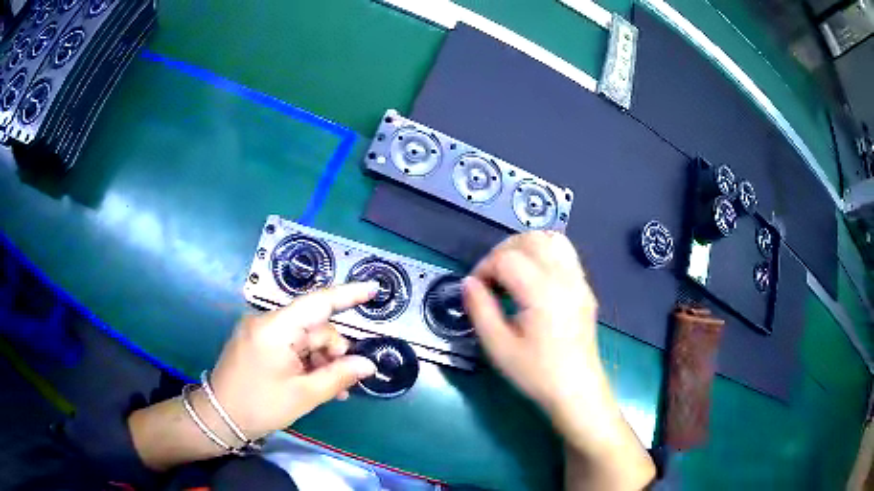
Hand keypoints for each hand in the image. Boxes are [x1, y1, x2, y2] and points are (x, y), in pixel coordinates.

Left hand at [130, 282, 378, 470]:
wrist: (220, 417)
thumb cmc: (260, 406)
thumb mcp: (304, 395)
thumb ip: (339, 375)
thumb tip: (368, 364)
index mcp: (276, 328)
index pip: (318, 302)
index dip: (348, 295)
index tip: (373, 290)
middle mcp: (267, 321)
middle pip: (314, 326)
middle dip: (333, 351)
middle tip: (345, 382)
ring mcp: (260, 331)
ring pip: (304, 338)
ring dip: (321, 361)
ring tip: (333, 391)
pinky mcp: (257, 342)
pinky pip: (290, 345)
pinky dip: (305, 361)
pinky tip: (316, 383)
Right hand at [462, 231, 599, 415]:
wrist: (576, 390)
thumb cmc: (536, 373)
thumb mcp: (498, 347)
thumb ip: (480, 309)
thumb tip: (469, 283)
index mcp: (542, 292)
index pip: (507, 258)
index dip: (484, 268)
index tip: (476, 290)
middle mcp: (564, 278)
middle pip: (530, 239)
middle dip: (503, 251)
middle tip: (491, 279)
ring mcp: (579, 281)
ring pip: (551, 239)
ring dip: (525, 247)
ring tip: (511, 273)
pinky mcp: (585, 288)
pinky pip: (565, 253)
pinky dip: (544, 254)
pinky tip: (533, 280)